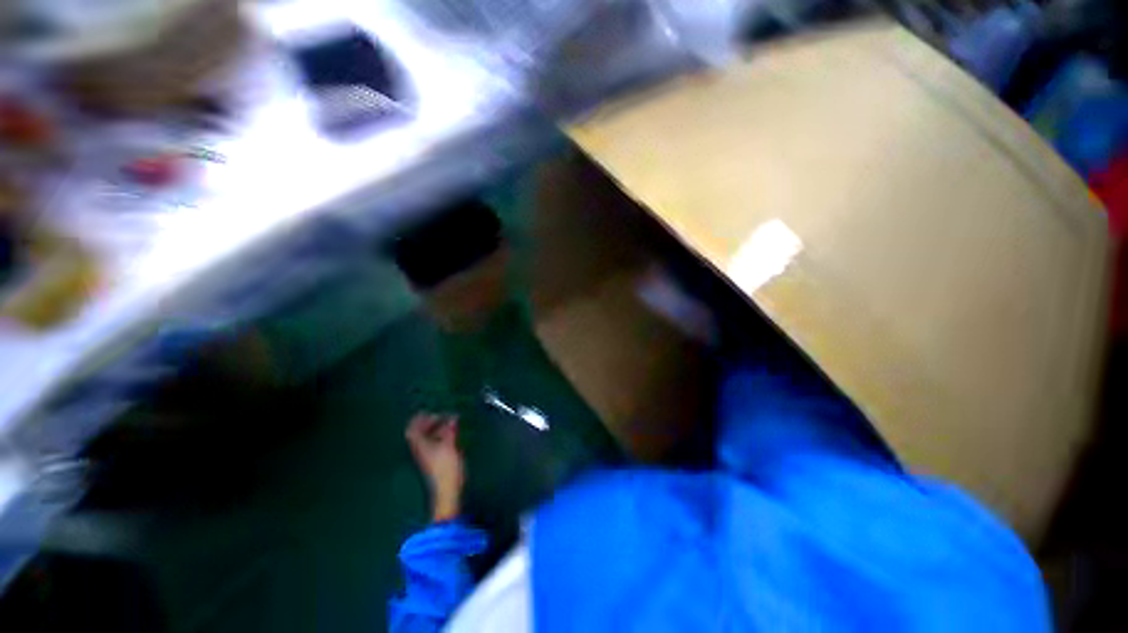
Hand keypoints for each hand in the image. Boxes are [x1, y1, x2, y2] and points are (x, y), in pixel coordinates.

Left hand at [406, 413, 464, 521]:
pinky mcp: (434, 461)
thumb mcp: (450, 447)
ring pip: (426, 439)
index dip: (417, 420)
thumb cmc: (447, 469)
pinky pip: (433, 444)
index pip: (413, 431)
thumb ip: (450, 431)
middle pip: (418, 434)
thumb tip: (452, 418)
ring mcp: (427, 457)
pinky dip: (439, 436)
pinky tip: (449, 434)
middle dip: (427, 423)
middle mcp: (421, 450)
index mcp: (421, 446)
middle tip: (438, 415)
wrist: (448, 491)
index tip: (426, 411)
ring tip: (446, 422)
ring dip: (434, 429)